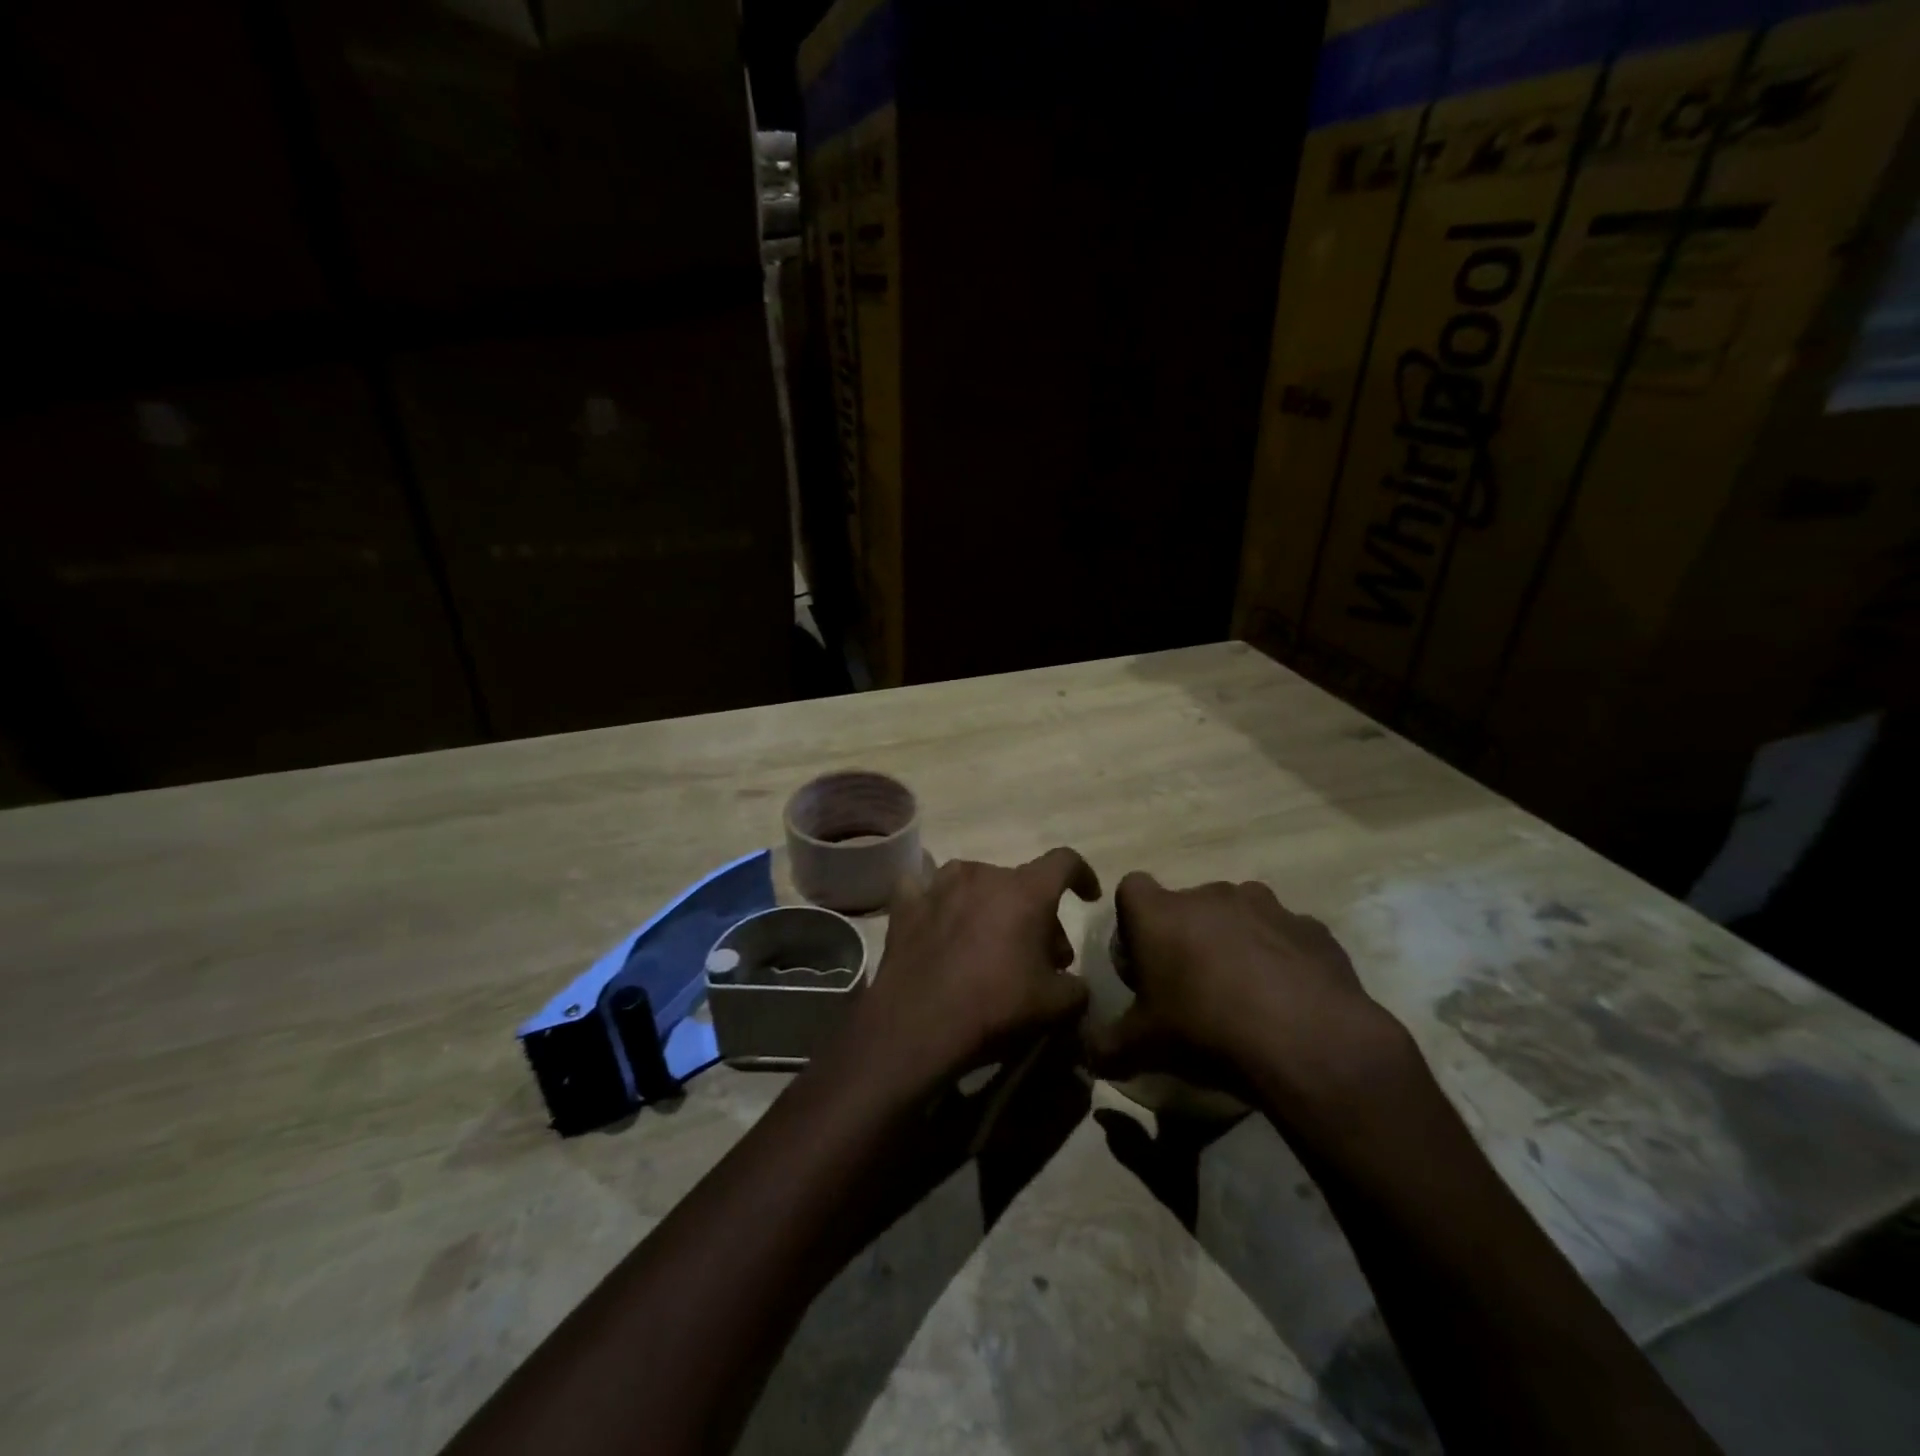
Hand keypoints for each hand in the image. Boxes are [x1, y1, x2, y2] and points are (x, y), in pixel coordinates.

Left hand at [845, 848, 1102, 1091]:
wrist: (918, 1024)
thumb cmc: (996, 1006)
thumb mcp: (1057, 1006)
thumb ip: (1077, 988)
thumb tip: (1073, 984)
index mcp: (1026, 891)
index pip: (1065, 862)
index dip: (1083, 875)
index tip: (1088, 897)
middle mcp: (983, 875)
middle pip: (1020, 882)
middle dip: (1036, 912)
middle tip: (1039, 955)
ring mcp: (939, 885)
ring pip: (975, 882)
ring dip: (990, 904)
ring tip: (990, 940)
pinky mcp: (906, 904)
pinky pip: (925, 889)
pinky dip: (937, 902)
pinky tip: (937, 921)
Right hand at [1084, 873, 1414, 1135]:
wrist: (1307, 1043)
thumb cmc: (1205, 1030)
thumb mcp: (1141, 1048)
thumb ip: (1105, 1046)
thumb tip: (1087, 1054)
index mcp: (1160, 913)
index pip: (1131, 889)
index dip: (1132, 922)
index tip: (1142, 962)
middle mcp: (1210, 895)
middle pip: (1187, 905)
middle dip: (1185, 935)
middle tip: (1191, 986)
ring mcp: (1266, 906)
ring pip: (1238, 915)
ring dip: (1234, 942)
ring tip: (1245, 993)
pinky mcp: (1311, 927)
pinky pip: (1284, 936)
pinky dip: (1281, 958)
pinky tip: (1288, 999)